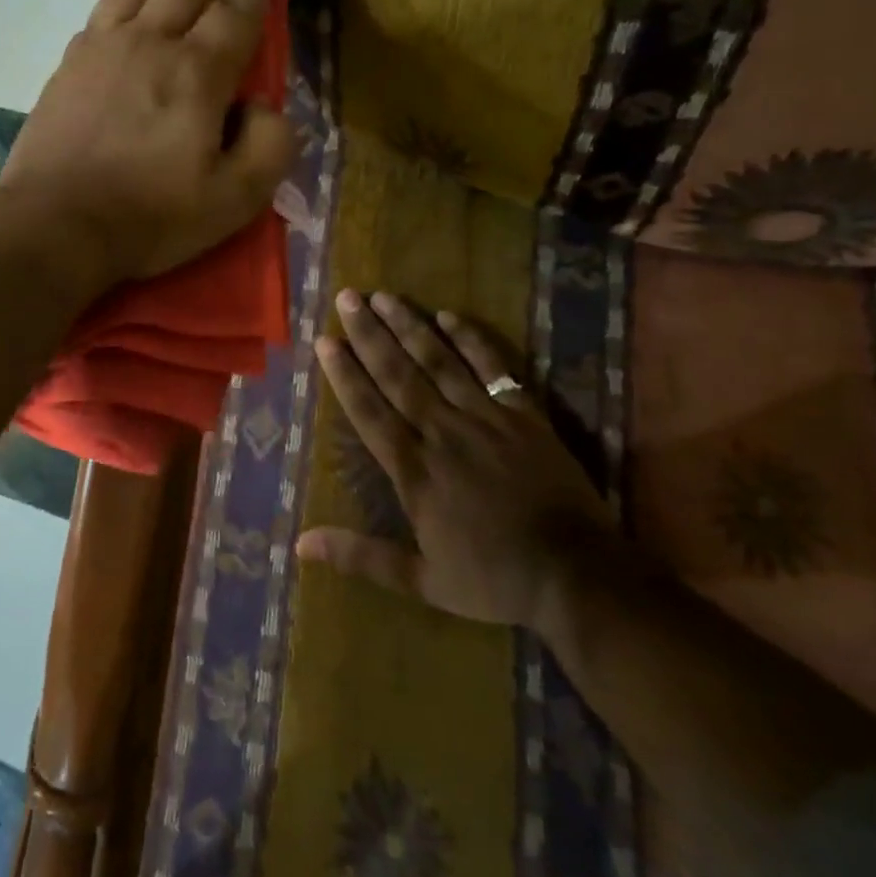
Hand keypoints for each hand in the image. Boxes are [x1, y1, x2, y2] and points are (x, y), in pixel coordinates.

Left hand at [0, 0, 294, 284]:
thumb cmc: (148, 217)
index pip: (236, 6)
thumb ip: (267, 145)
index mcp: (199, 74)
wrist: (53, 224)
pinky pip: (109, 0)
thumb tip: (263, 105)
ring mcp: (107, 47)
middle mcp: (155, 43)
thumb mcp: (233, 199)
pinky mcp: (73, 61)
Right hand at [298, 292, 615, 629]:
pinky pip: (492, 368)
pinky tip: (448, 315)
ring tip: (383, 296)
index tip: (325, 341)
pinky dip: (471, 340)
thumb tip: (299, 544)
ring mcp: (484, 418)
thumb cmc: (493, 579)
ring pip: (438, 361)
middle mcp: (441, 432)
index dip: (344, 374)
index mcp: (414, 470)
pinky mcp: (523, 414)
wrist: (576, 576)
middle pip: (398, 374)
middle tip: (348, 298)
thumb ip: (361, 557)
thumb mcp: (422, 580)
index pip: (369, 411)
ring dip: (409, 326)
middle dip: (369, 334)